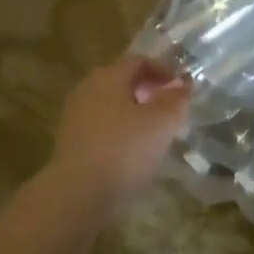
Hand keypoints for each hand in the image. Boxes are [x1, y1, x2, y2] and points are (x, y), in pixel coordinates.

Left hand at [49, 55, 191, 210]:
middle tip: (169, 110)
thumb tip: (184, 84)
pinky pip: (100, 126)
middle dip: (148, 91)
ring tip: (154, 133)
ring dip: (133, 113)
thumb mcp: (162, 123)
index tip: (181, 90)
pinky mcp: (70, 141)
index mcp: (108, 76)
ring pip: (110, 104)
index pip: (138, 61)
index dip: (163, 71)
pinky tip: (131, 152)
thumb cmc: (125, 149)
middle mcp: (87, 89)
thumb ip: (176, 100)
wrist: (79, 192)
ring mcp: (74, 115)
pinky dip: (119, 131)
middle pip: (121, 81)